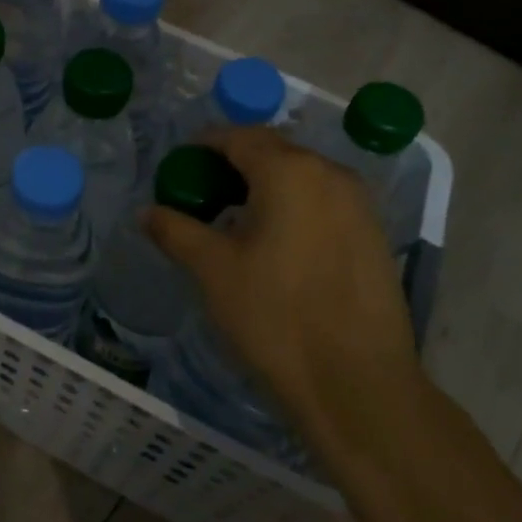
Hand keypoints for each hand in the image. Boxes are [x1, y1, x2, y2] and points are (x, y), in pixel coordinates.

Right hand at [143, 126, 418, 446]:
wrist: (357, 384)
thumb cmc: (274, 316)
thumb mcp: (212, 270)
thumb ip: (176, 230)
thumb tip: (146, 212)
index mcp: (289, 171)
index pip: (238, 137)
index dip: (203, 145)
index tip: (179, 166)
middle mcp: (331, 175)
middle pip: (273, 152)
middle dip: (234, 164)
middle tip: (202, 195)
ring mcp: (360, 206)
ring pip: (302, 178)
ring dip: (265, 187)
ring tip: (235, 222)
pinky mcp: (374, 237)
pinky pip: (324, 204)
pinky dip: (293, 208)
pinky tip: (275, 245)